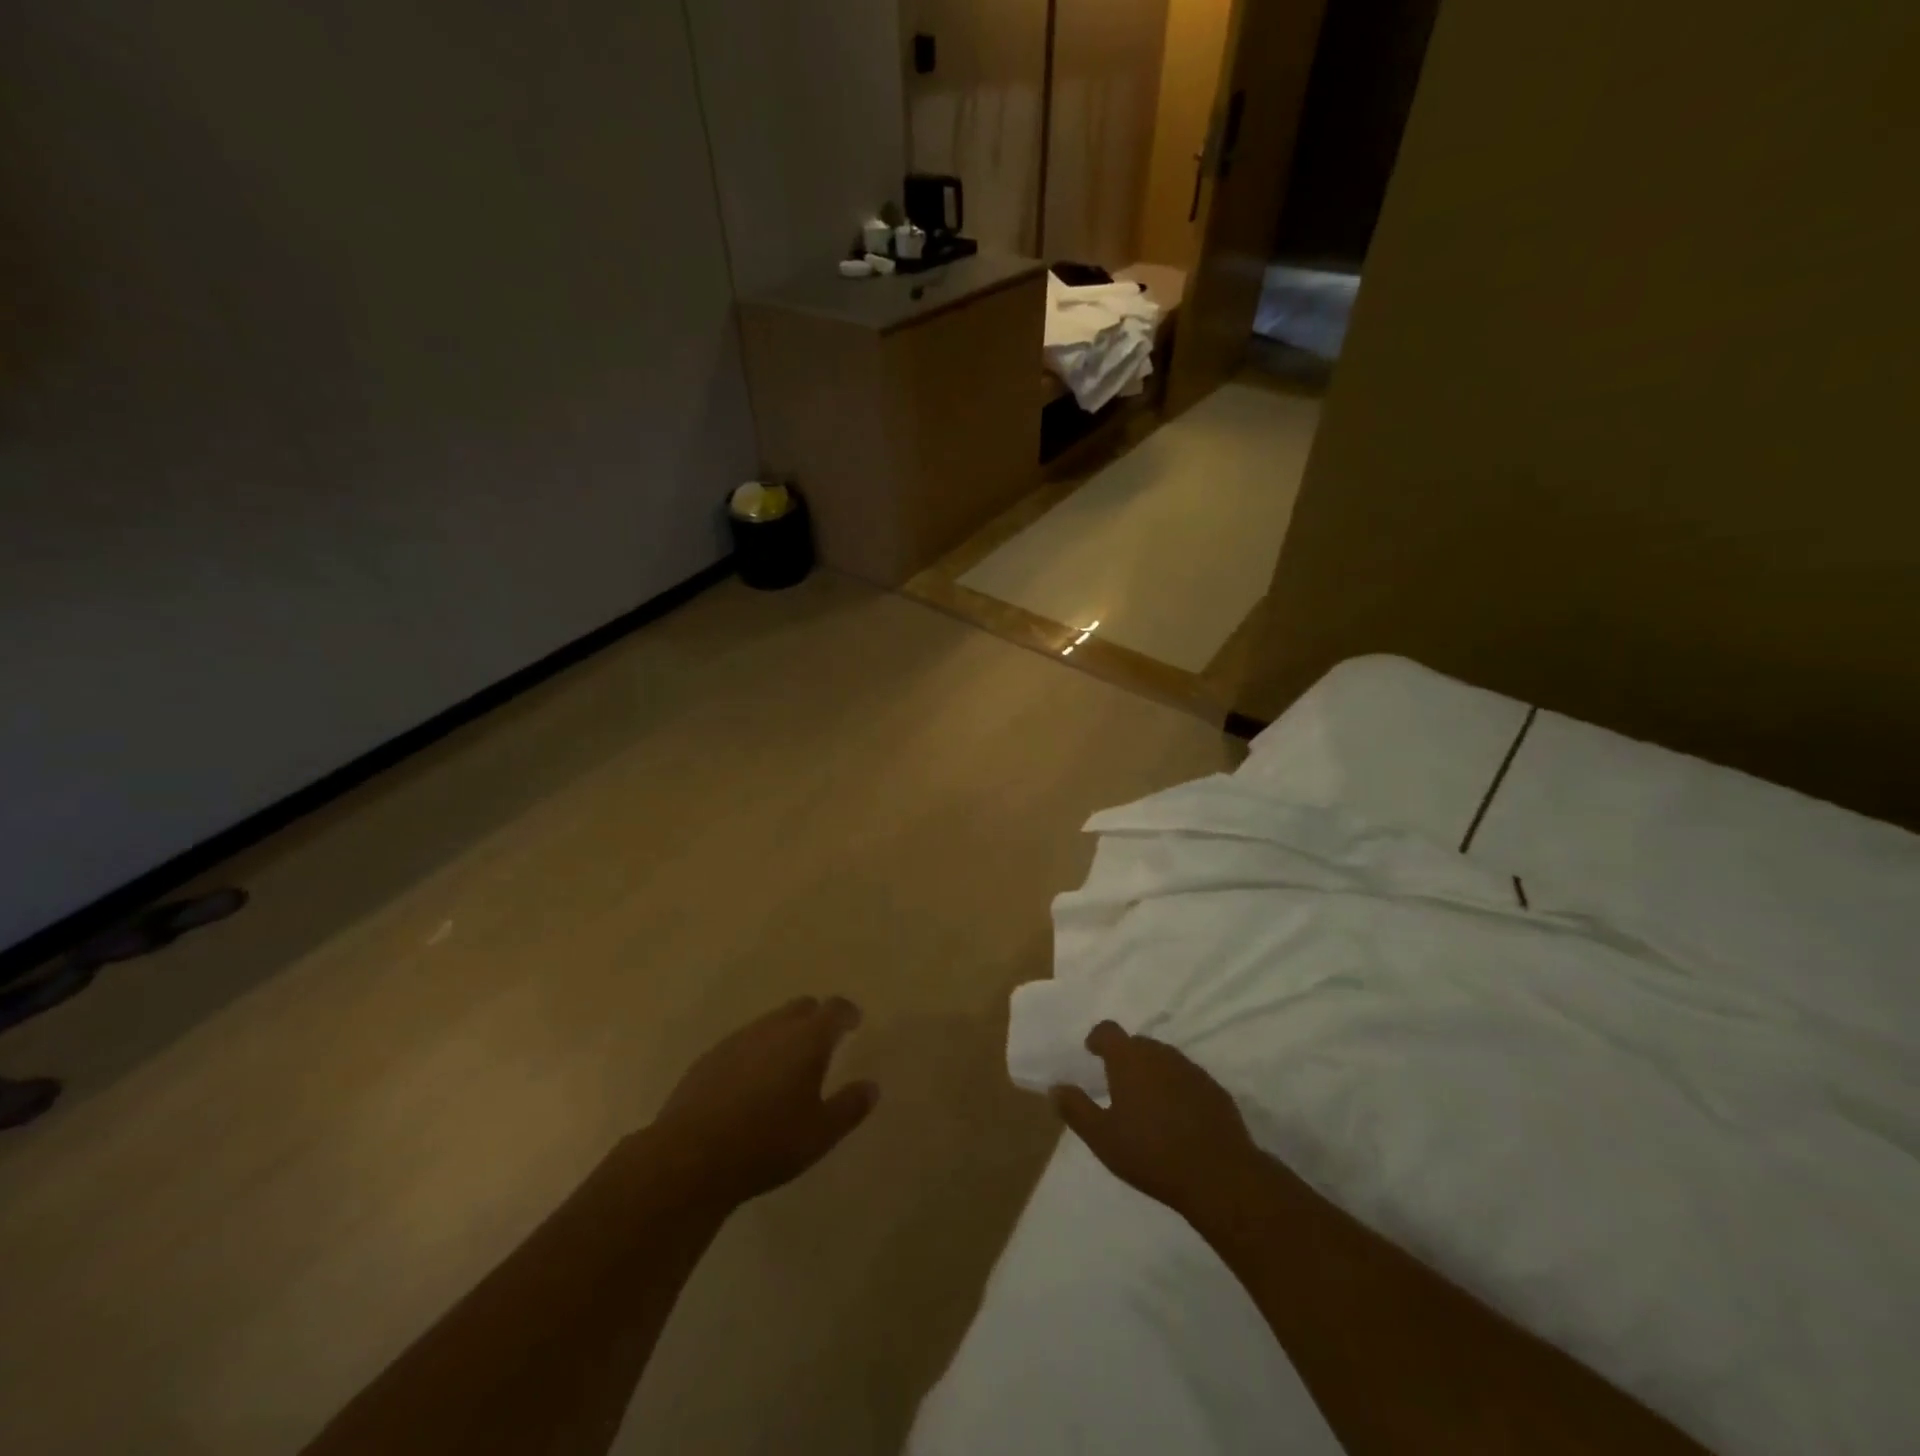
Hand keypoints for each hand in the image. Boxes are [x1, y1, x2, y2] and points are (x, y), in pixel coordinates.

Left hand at [649, 996, 878, 1209]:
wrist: (690, 1157)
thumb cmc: (768, 1143)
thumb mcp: (821, 1133)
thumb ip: (850, 1106)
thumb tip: (871, 1086)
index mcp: (807, 1039)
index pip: (834, 1009)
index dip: (846, 1012)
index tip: (854, 1022)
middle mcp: (774, 1028)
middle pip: (801, 1007)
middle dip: (816, 1018)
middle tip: (824, 1041)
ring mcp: (738, 1040)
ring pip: (769, 1023)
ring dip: (784, 1034)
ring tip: (788, 1064)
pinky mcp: (710, 1058)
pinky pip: (743, 1043)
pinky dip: (756, 1052)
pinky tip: (751, 1082)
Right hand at [1051, 1021, 1263, 1222]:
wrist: (1218, 1175)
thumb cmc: (1151, 1153)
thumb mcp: (1102, 1137)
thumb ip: (1076, 1109)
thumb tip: (1055, 1088)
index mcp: (1129, 1059)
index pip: (1108, 1031)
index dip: (1098, 1039)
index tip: (1092, 1053)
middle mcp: (1160, 1054)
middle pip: (1137, 1044)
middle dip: (1125, 1058)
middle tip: (1118, 1086)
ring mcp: (1191, 1069)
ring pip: (1164, 1060)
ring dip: (1152, 1073)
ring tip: (1146, 1104)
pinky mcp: (1214, 1089)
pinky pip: (1187, 1079)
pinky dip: (1177, 1089)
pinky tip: (1177, 1118)